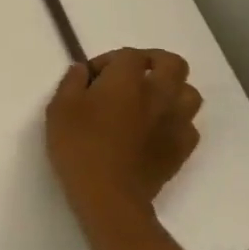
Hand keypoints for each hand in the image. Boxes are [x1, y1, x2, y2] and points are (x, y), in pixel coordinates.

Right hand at [44, 48, 203, 223]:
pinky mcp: (183, 147)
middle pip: (172, 63)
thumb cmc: (79, 146)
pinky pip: (189, 123)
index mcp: (127, 80)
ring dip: (170, 89)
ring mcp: (176, 121)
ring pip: (189, 92)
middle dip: (153, 62)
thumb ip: (71, 82)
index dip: (109, 60)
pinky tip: (155, 130)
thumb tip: (82, 70)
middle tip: (130, 75)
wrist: (109, 195)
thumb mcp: (59, 108)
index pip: (129, 55)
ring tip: (147, 101)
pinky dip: (175, 120)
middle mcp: (158, 94)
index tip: (91, 77)